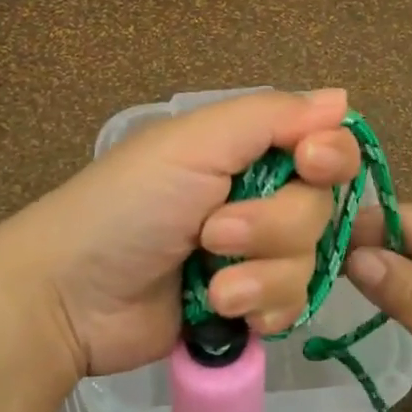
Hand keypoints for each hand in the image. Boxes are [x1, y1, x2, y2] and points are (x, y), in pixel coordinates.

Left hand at [0, 89, 363, 379]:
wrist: (69, 297)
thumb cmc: (127, 206)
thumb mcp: (192, 145)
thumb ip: (269, 117)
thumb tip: (342, 98)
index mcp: (244, 152)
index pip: (323, 146)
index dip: (330, 157)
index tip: (310, 164)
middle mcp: (257, 198)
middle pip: (318, 210)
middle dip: (273, 228)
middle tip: (214, 235)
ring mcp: (252, 257)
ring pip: (308, 263)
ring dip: (262, 276)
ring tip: (212, 287)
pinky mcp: (245, 306)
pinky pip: (292, 306)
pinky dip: (264, 310)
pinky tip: (226, 313)